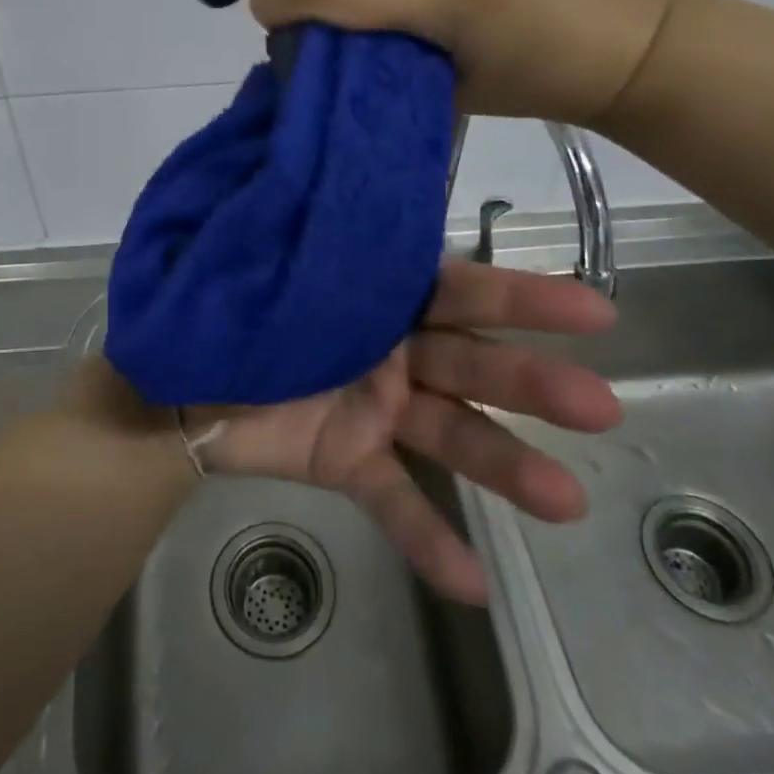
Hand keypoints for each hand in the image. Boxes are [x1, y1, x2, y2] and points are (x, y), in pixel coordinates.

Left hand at [187, 258, 620, 604]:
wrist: (174, 376)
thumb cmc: (226, 302)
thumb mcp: (270, 259)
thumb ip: (317, 239)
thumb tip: (359, 189)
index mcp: (378, 292)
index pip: (459, 288)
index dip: (523, 296)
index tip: (594, 309)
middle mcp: (394, 348)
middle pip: (471, 362)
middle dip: (531, 381)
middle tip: (600, 408)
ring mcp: (378, 409)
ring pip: (450, 433)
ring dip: (507, 465)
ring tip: (567, 502)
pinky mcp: (349, 460)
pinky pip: (393, 500)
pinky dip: (428, 538)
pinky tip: (472, 584)